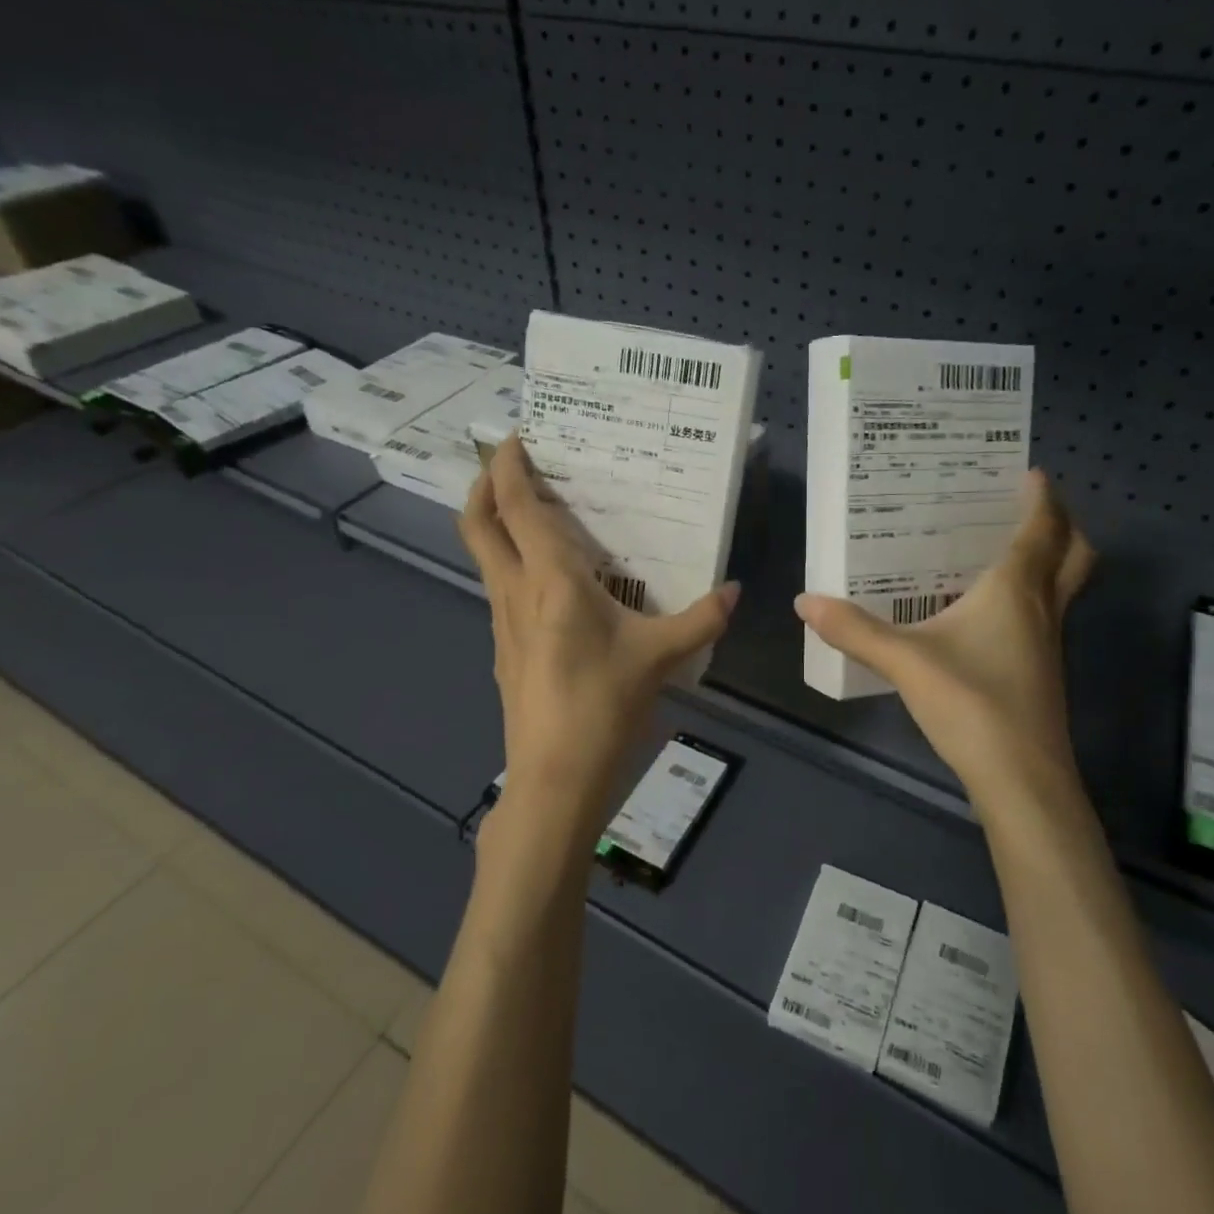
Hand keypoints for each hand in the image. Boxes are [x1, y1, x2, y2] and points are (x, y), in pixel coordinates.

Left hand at [460, 434, 739, 855]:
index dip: (509, 466)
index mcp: (551, 580)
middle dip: (484, 484)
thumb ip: (701, 619)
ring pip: (484, 556)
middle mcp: (516, 591)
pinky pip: (500, 587)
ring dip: (496, 522)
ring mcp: (502, 621)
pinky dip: (511, 561)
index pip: (517, 507)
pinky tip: (548, 579)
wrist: (554, 777)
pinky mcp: (504, 647)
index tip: (514, 436)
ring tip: (534, 510)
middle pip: (478, 524)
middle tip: (508, 461)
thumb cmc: (603, 706)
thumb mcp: (660, 657)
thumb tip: (734, 590)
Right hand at [794, 471, 1094, 809]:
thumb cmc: (971, 704)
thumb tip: (805, 601)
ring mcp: (1048, 645)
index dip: (1041, 498)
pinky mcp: (1040, 674)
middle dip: (1061, 526)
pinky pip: (1043, 617)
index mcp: (1016, 590)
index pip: (1041, 529)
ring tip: (998, 551)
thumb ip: (854, 629)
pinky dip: (1027, 599)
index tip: (1030, 472)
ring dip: (1046, 562)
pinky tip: (983, 614)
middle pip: (1074, 555)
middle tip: (1023, 511)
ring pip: (1062, 588)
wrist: (1021, 779)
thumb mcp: (904, 661)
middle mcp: (1042, 609)